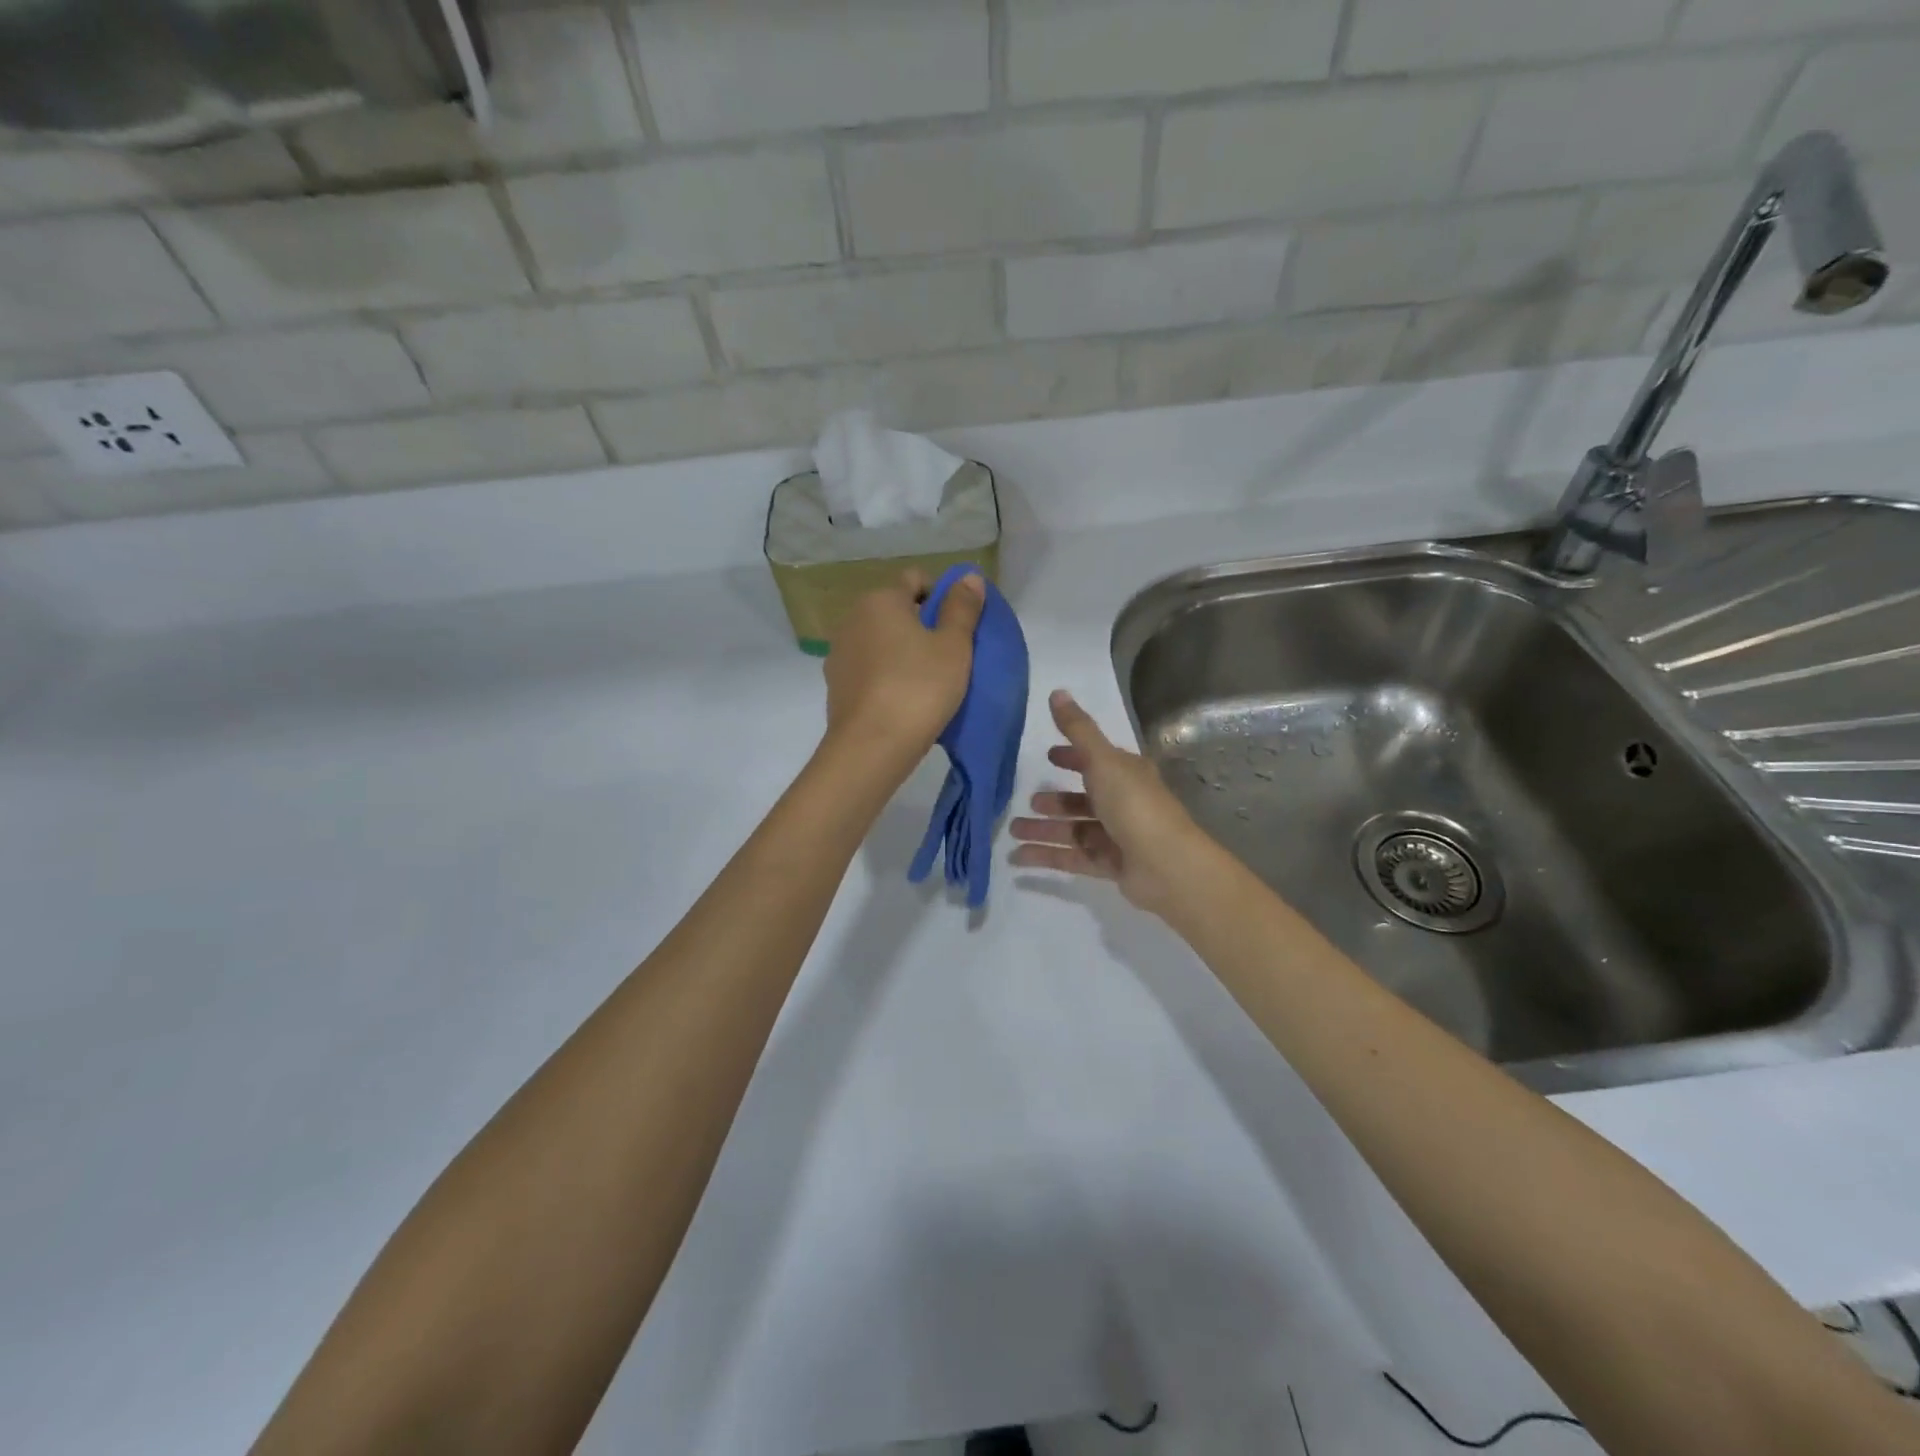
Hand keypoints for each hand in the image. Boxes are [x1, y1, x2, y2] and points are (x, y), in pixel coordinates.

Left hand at [823, 569, 984, 770]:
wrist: (871, 747)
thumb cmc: (919, 688)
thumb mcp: (954, 646)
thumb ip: (962, 608)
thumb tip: (968, 576)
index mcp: (880, 600)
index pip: (916, 579)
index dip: (942, 597)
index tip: (959, 629)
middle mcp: (852, 619)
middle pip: (895, 611)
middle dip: (922, 627)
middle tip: (949, 658)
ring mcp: (839, 654)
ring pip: (881, 642)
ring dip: (902, 653)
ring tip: (927, 683)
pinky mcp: (836, 686)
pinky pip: (869, 670)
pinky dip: (886, 677)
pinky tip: (903, 702)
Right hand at [1009, 690, 1216, 917]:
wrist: (1167, 866)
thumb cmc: (1135, 805)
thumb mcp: (1103, 761)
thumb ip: (1078, 730)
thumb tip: (1056, 691)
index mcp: (1126, 774)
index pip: (1096, 761)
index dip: (1072, 757)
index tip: (1048, 756)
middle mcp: (1124, 803)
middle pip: (1083, 800)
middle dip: (1054, 801)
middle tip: (1027, 802)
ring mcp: (1118, 836)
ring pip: (1074, 830)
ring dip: (1044, 829)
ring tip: (1013, 830)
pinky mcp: (1111, 866)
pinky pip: (1072, 858)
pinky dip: (1046, 856)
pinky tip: (1017, 858)